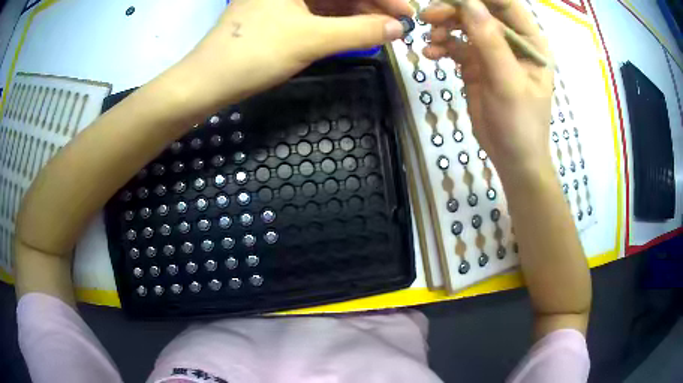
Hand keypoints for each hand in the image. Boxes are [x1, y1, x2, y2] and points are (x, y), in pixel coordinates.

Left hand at [175, 0, 411, 114]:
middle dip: (372, 5)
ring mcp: (283, 0)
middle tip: (398, 25)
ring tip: (383, 31)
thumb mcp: (310, 39)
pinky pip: (317, 13)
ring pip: (331, 2)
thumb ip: (359, 31)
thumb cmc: (253, 54)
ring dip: (358, 14)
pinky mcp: (279, 14)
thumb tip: (397, 29)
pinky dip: (339, 22)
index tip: (406, 13)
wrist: (207, 82)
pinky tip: (357, 31)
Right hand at [420, 0, 552, 179]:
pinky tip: (431, 54)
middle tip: (429, 17)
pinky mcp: (475, 64)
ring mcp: (492, 51)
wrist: (512, 157)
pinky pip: (455, 46)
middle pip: (480, 11)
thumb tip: (468, 2)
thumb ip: (490, 41)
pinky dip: (441, 46)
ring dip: (444, 28)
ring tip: (431, 39)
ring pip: (464, 26)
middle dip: (454, 10)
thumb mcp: (508, 82)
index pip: (506, 5)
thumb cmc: (521, 123)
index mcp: (529, 42)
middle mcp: (511, 41)